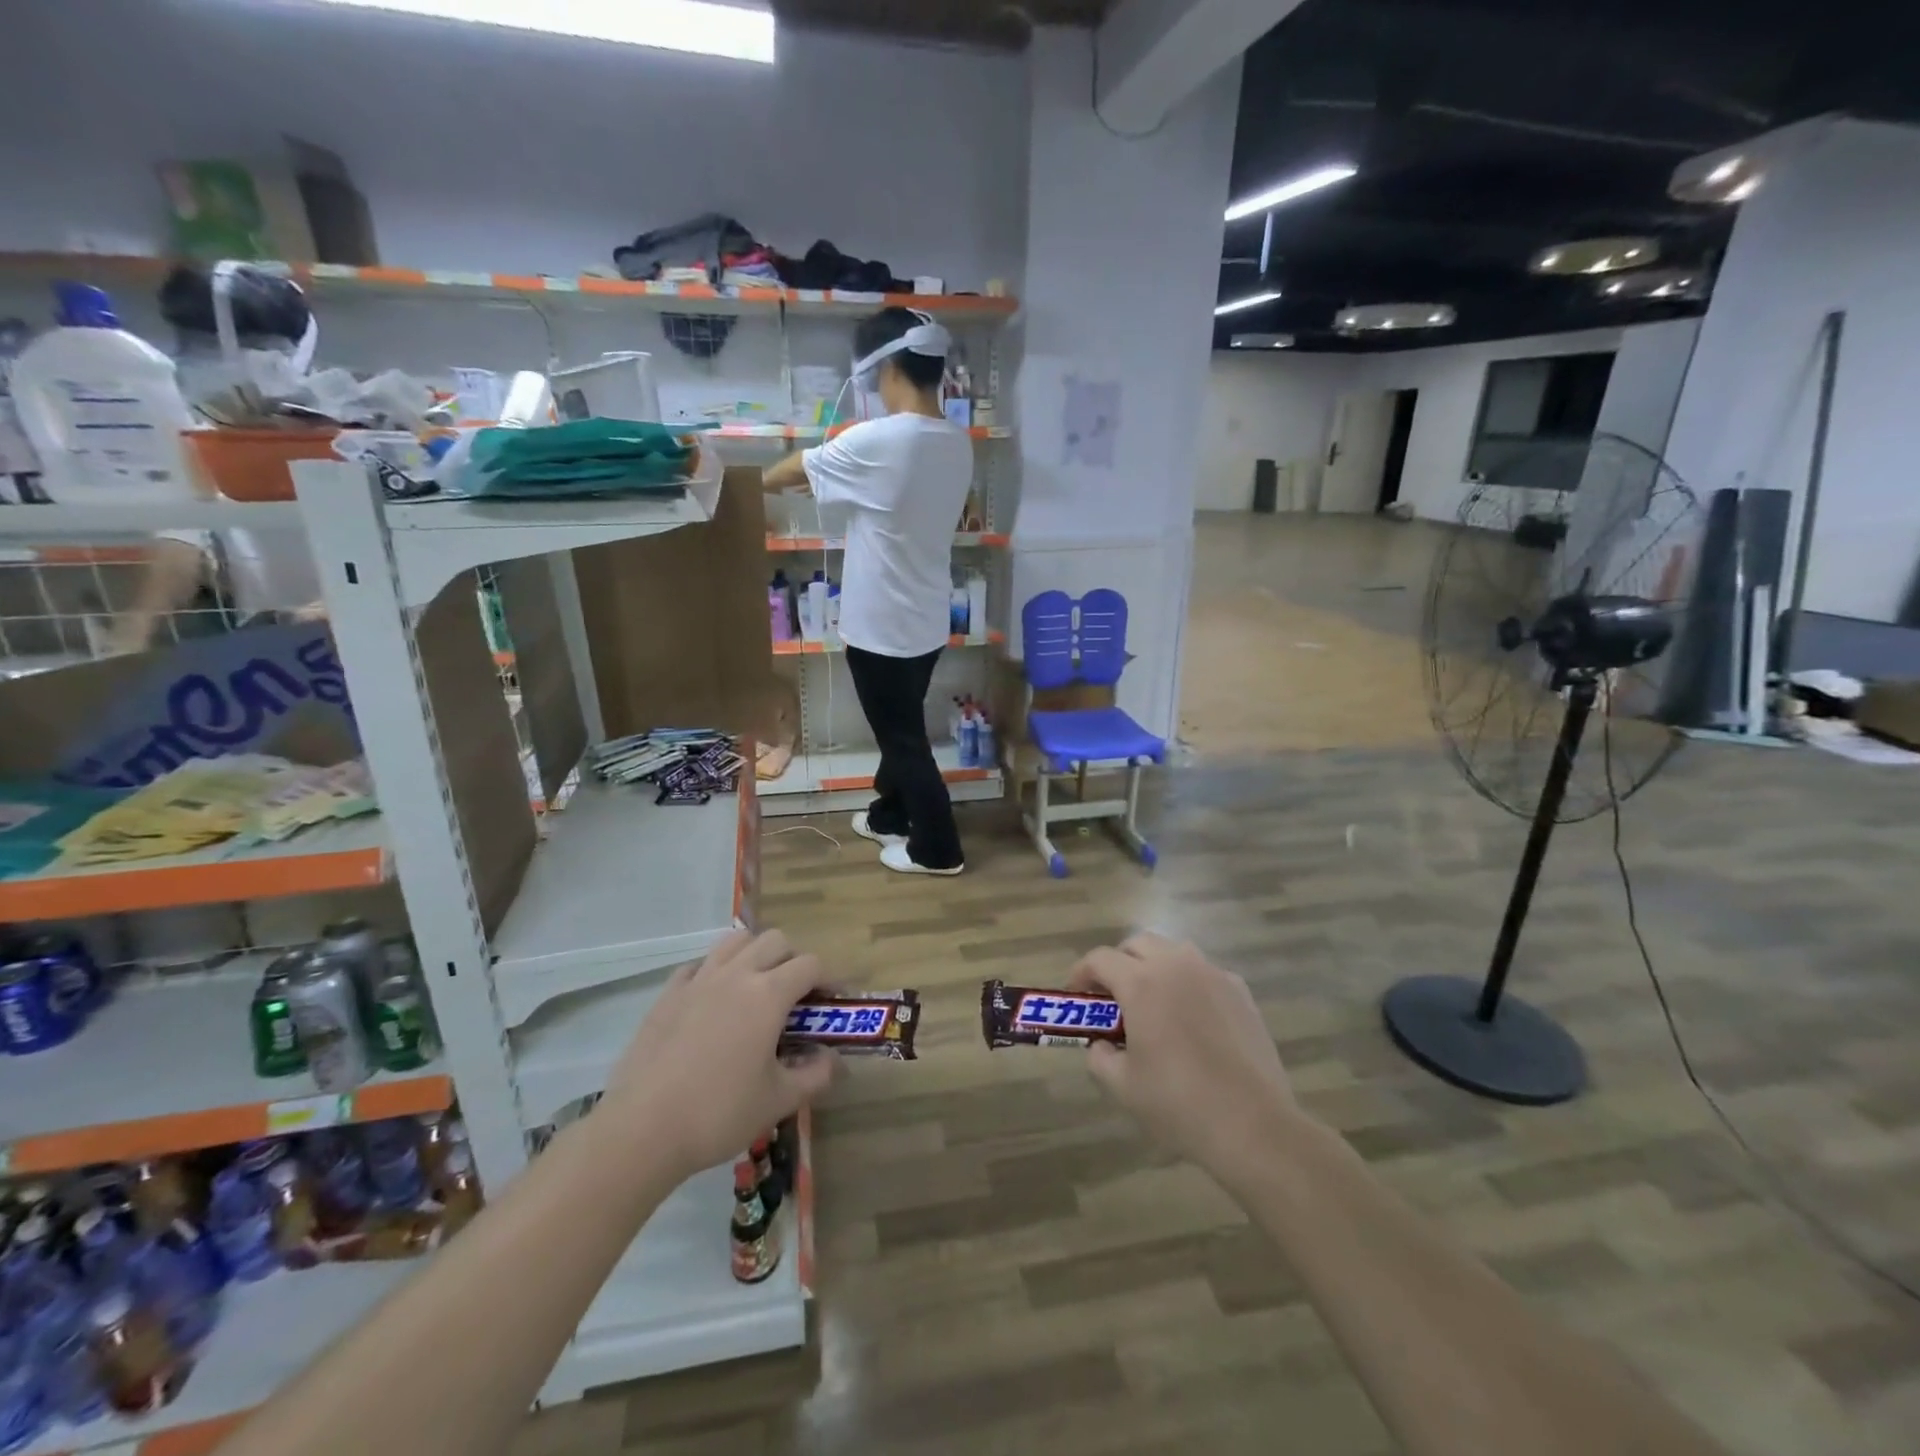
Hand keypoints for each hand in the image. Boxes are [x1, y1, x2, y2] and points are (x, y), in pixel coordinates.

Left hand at [599, 930, 836, 1179]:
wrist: (642, 1130)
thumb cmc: (719, 1114)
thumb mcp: (779, 1101)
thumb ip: (815, 1076)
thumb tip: (832, 1060)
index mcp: (768, 994)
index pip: (810, 964)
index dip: (827, 978)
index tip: (831, 1001)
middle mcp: (736, 975)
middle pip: (775, 941)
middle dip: (793, 960)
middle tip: (795, 995)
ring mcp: (698, 980)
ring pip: (735, 941)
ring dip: (754, 954)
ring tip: (756, 987)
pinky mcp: (668, 994)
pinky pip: (699, 965)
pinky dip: (715, 972)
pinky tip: (713, 1001)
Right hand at [1069, 933, 1301, 1176]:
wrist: (1253, 1124)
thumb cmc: (1178, 1103)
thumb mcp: (1122, 1085)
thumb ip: (1099, 1057)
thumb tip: (1101, 1045)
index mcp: (1141, 982)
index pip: (1100, 958)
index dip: (1082, 972)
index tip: (1076, 994)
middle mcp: (1176, 965)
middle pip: (1137, 944)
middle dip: (1119, 963)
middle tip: (1112, 996)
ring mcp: (1212, 974)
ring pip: (1173, 952)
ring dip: (1154, 966)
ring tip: (1152, 1002)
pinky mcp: (1240, 991)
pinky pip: (1203, 973)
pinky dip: (1187, 983)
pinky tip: (1190, 1018)